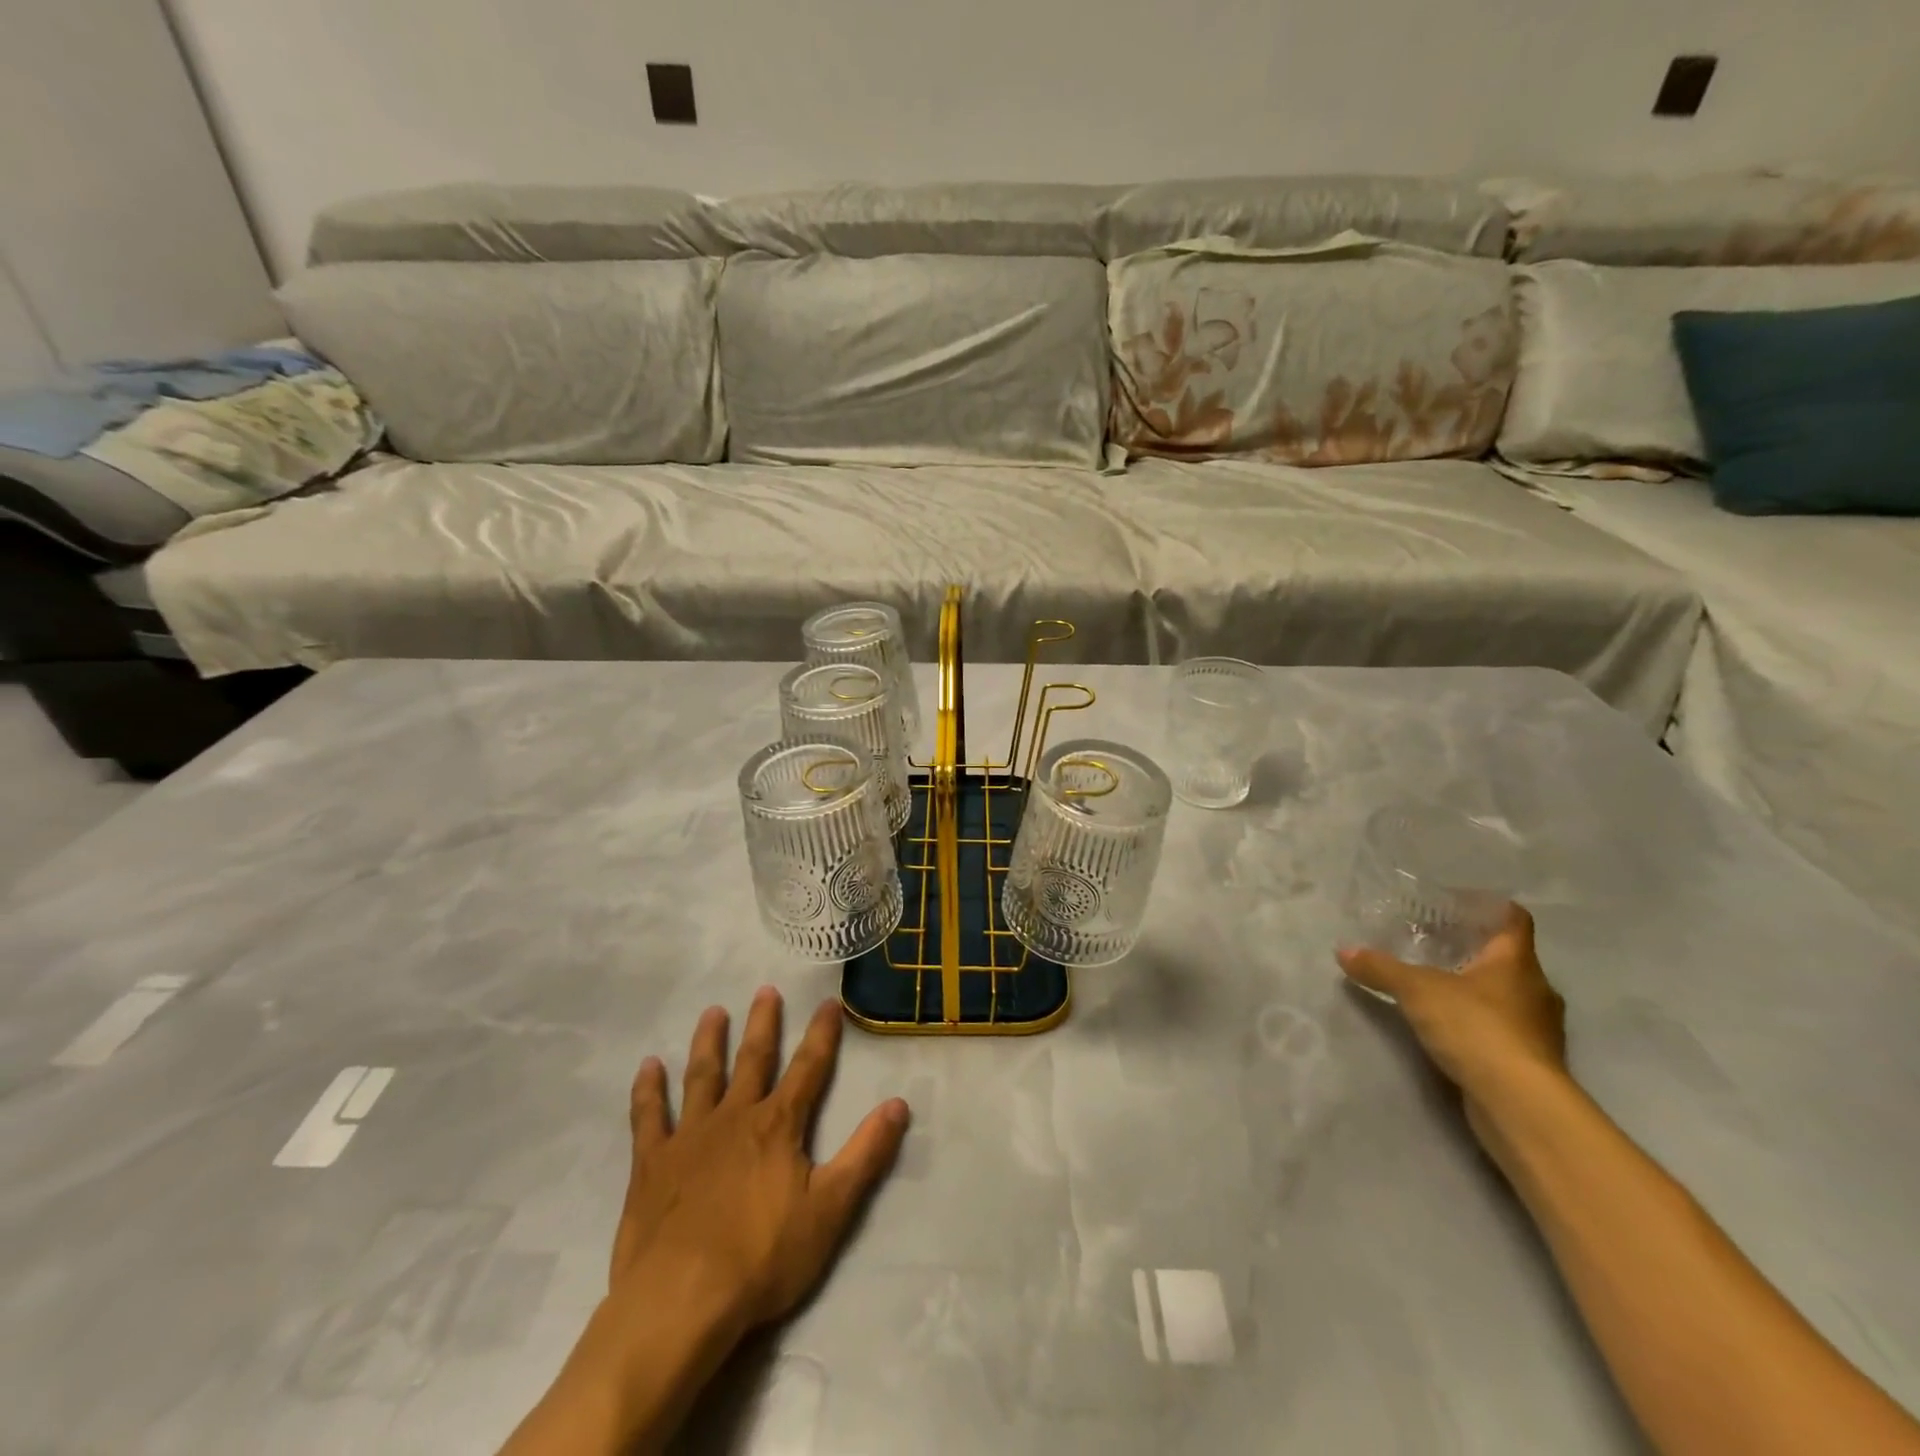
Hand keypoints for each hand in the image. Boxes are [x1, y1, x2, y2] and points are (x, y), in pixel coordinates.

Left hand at [499, 991, 907, 1455]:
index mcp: (778, 1126)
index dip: (822, 1035)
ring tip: (713, 1012)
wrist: (681, 1302)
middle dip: (763, 1024)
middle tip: (765, 990)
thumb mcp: (830, 1209)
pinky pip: (648, 1117)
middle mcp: (735, 1117)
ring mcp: (689, 1137)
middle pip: (753, 1060)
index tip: (829, 1002)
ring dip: (709, 1042)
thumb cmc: (762, 1258)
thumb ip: (866, 1153)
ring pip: (702, 1076)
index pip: (809, 1068)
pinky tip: (648, 1067)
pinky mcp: (651, 1164)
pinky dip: (648, 1090)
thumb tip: (899, 1104)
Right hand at [1335, 903, 1567, 1135]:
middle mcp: (1536, 989)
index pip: (1512, 918)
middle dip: (1471, 950)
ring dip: (1475, 989)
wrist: (1519, 1103)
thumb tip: (1343, 951)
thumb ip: (1380, 968)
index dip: (1485, 906)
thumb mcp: (1416, 990)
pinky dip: (1478, 1022)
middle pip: (1507, 957)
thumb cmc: (1475, 1027)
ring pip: (1506, 995)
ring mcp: (1538, 1029)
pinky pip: (1503, 1028)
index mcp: (1516, 961)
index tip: (1452, 905)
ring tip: (1434, 986)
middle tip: (1431, 944)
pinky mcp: (1531, 1061)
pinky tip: (1449, 1027)